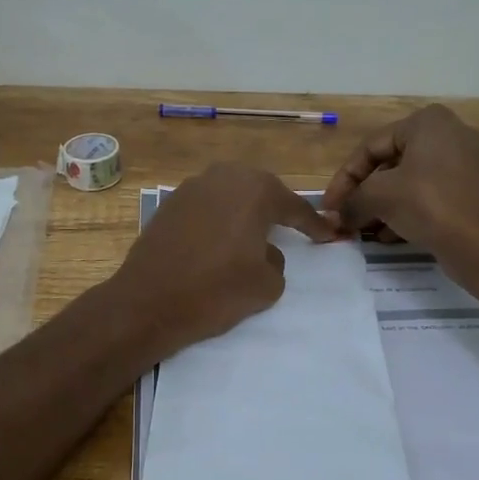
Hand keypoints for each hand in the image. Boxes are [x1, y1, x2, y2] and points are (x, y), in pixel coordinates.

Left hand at [105, 163, 335, 360]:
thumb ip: (277, 261)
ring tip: (253, 234)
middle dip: (277, 208)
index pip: (294, 207)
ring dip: (244, 211)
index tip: (330, 235)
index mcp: (255, 191)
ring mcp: (191, 188)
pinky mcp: (169, 204)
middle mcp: (223, 178)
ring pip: (230, 194)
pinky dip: (219, 219)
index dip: (314, 224)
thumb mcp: (267, 285)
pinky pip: (206, 206)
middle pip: (260, 190)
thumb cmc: (215, 291)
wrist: (148, 301)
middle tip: (291, 228)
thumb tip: (263, 251)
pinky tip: (219, 241)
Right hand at [319, 106, 478, 275]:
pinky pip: (425, 197)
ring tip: (361, 230)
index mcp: (426, 123)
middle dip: (362, 193)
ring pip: (406, 182)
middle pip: (388, 163)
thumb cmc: (430, 205)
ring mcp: (460, 165)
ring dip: (379, 206)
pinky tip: (385, 237)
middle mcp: (446, 136)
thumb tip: (334, 216)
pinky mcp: (467, 193)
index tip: (329, 206)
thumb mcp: (380, 197)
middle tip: (343, 218)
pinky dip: (403, 213)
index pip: (370, 147)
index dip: (344, 178)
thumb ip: (351, 201)